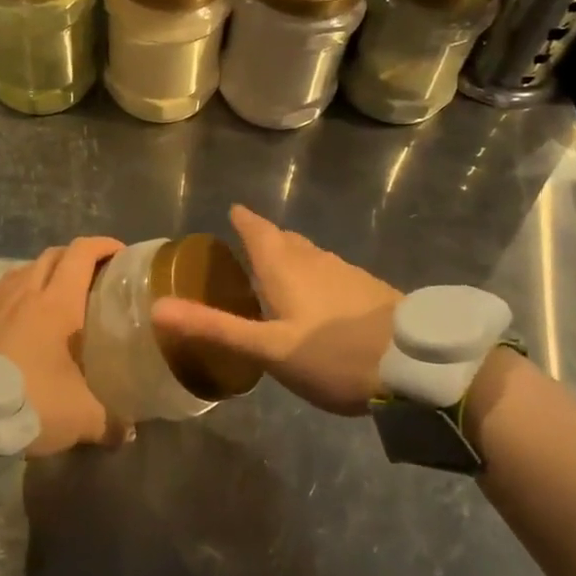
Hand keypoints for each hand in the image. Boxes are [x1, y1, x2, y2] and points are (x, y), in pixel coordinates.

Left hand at [0, 236, 124, 455]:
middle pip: (56, 254)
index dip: (104, 245)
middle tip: (99, 276)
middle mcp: (28, 291)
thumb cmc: (34, 402)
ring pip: (29, 267)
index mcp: (58, 302)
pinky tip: (30, 309)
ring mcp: (0, 301)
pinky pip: (8, 285)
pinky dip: (25, 285)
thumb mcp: (82, 417)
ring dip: (50, 270)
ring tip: (64, 292)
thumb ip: (113, 421)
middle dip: (80, 256)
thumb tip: (130, 431)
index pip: (82, 253)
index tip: (122, 254)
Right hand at [151, 205, 400, 414]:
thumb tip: (157, 309)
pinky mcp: (371, 291)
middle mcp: (316, 261)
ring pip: (312, 256)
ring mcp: (348, 274)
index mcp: (287, 267)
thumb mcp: (268, 349)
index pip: (259, 231)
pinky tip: (322, 299)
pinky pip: (333, 273)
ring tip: (280, 270)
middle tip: (249, 244)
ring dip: (293, 256)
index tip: (233, 210)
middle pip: (286, 240)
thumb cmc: (334, 354)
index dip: (244, 220)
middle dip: (267, 237)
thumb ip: (215, 329)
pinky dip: (317, 276)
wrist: (418, 365)